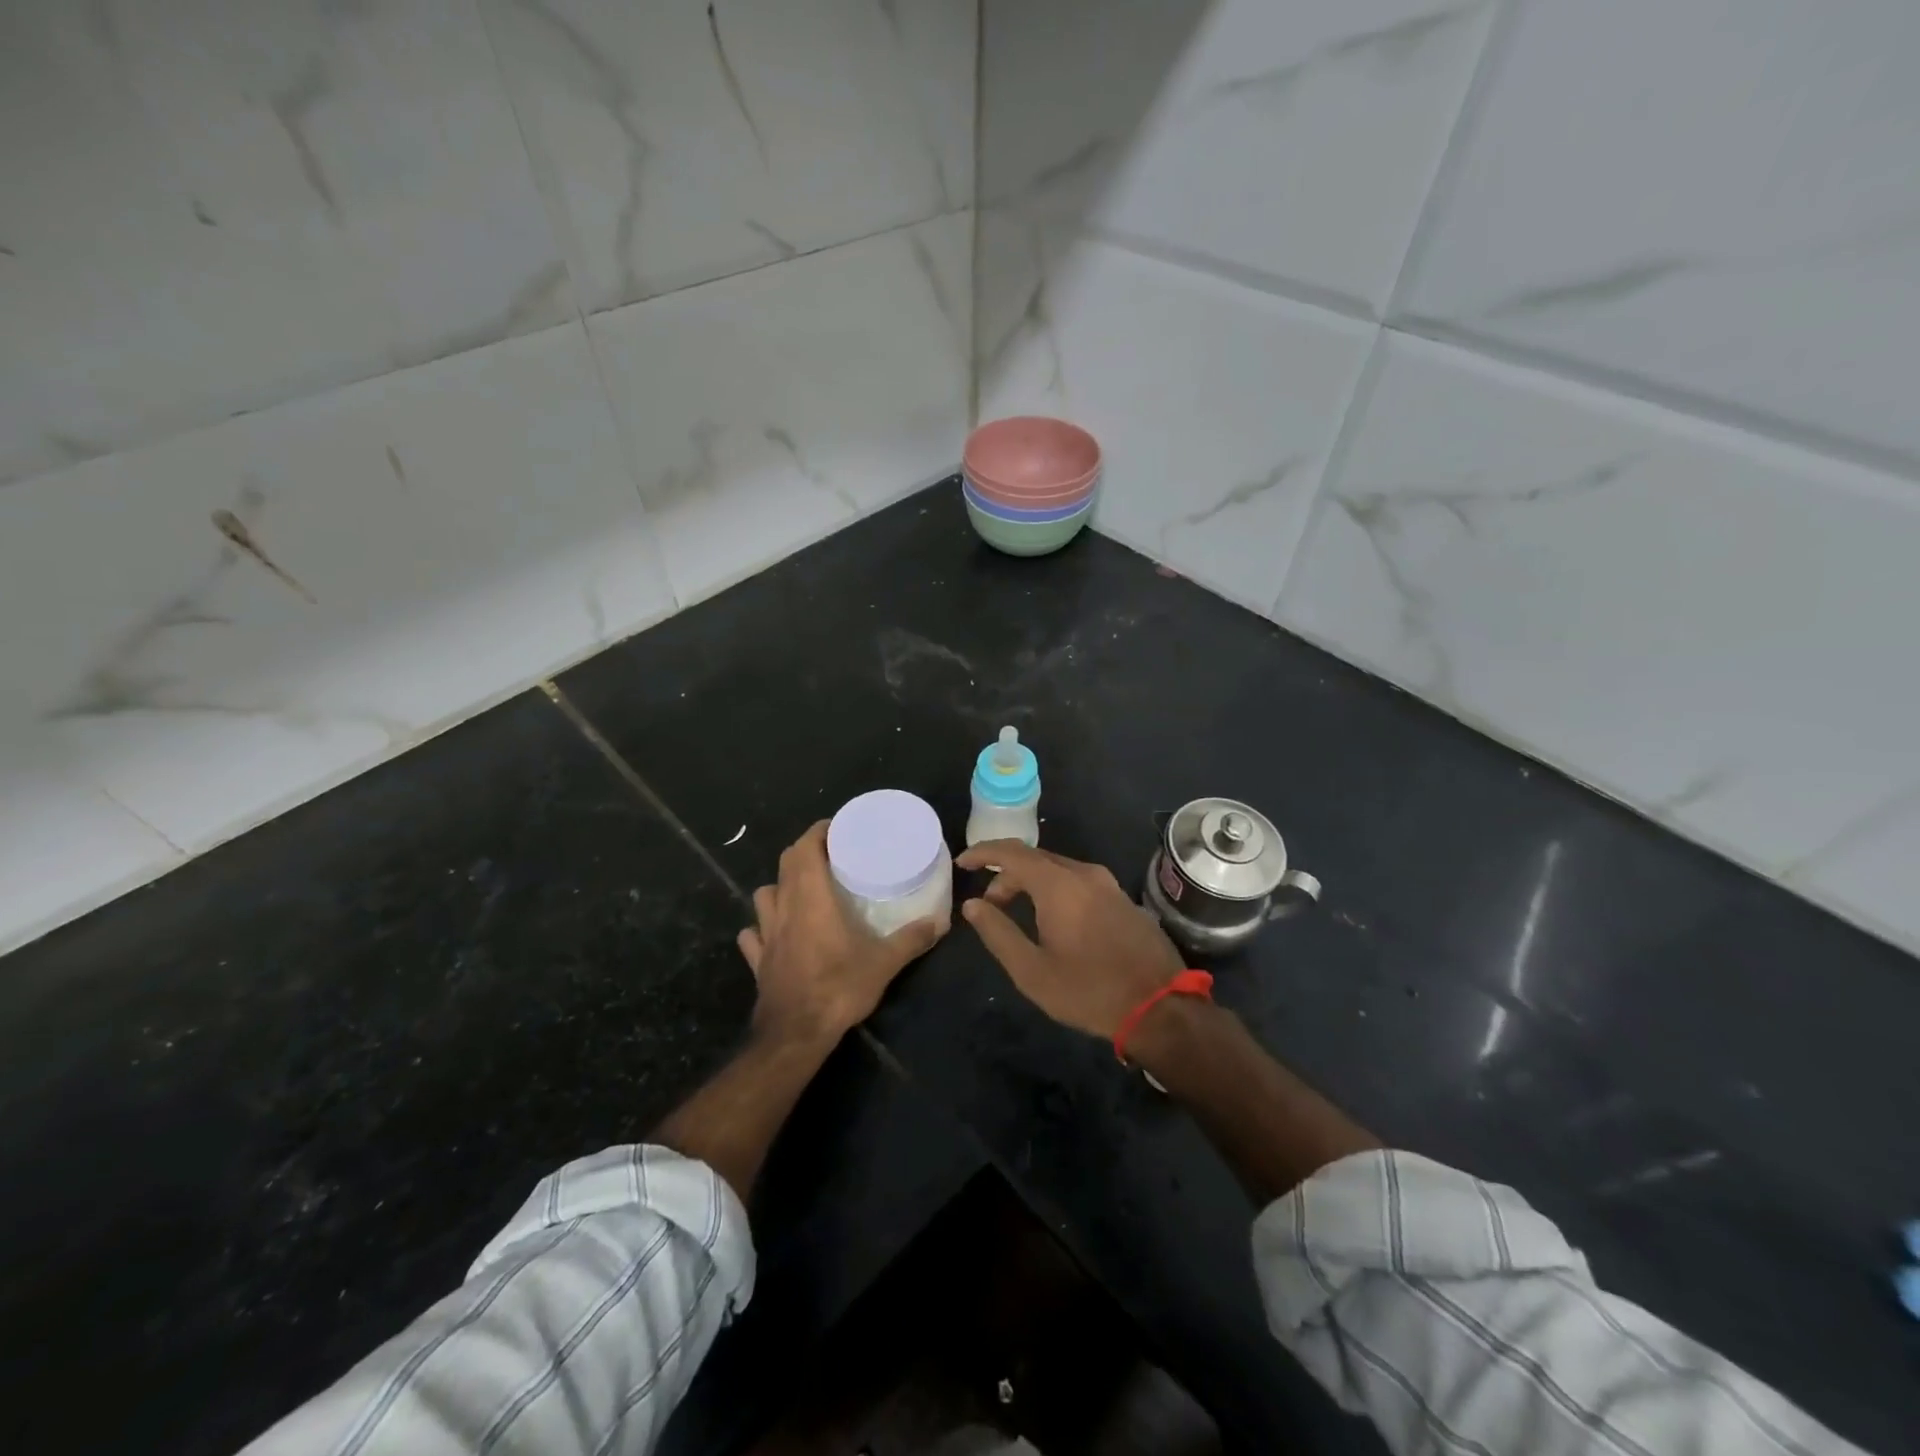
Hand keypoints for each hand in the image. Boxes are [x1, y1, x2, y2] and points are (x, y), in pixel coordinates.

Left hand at [737, 821, 944, 1044]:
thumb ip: (911, 939)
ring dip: (779, 886)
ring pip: (763, 896)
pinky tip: (773, 933)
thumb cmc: (838, 988)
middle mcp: (785, 908)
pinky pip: (753, 935)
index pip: (805, 848)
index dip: (817, 832)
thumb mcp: (884, 963)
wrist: (795, 1034)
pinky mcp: (758, 960)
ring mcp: (766, 934)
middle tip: (828, 854)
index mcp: (812, 898)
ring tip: (800, 890)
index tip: (836, 827)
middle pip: (785, 865)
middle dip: (803, 852)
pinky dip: (761, 928)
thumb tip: (940, 921)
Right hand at [955, 841, 1184, 1038]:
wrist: (1161, 1008)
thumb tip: (973, 905)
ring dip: (1032, 882)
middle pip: (1035, 859)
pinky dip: (1056, 889)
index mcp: (1059, 885)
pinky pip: (1080, 881)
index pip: (1012, 853)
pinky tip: (1054, 918)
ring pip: (1059, 869)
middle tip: (990, 904)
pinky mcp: (1124, 899)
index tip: (962, 863)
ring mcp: (1109, 885)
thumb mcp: (1032, 971)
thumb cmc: (1089, 991)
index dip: (983, 853)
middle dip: (1006, 874)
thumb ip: (998, 933)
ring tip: (1017, 912)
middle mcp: (1085, 874)